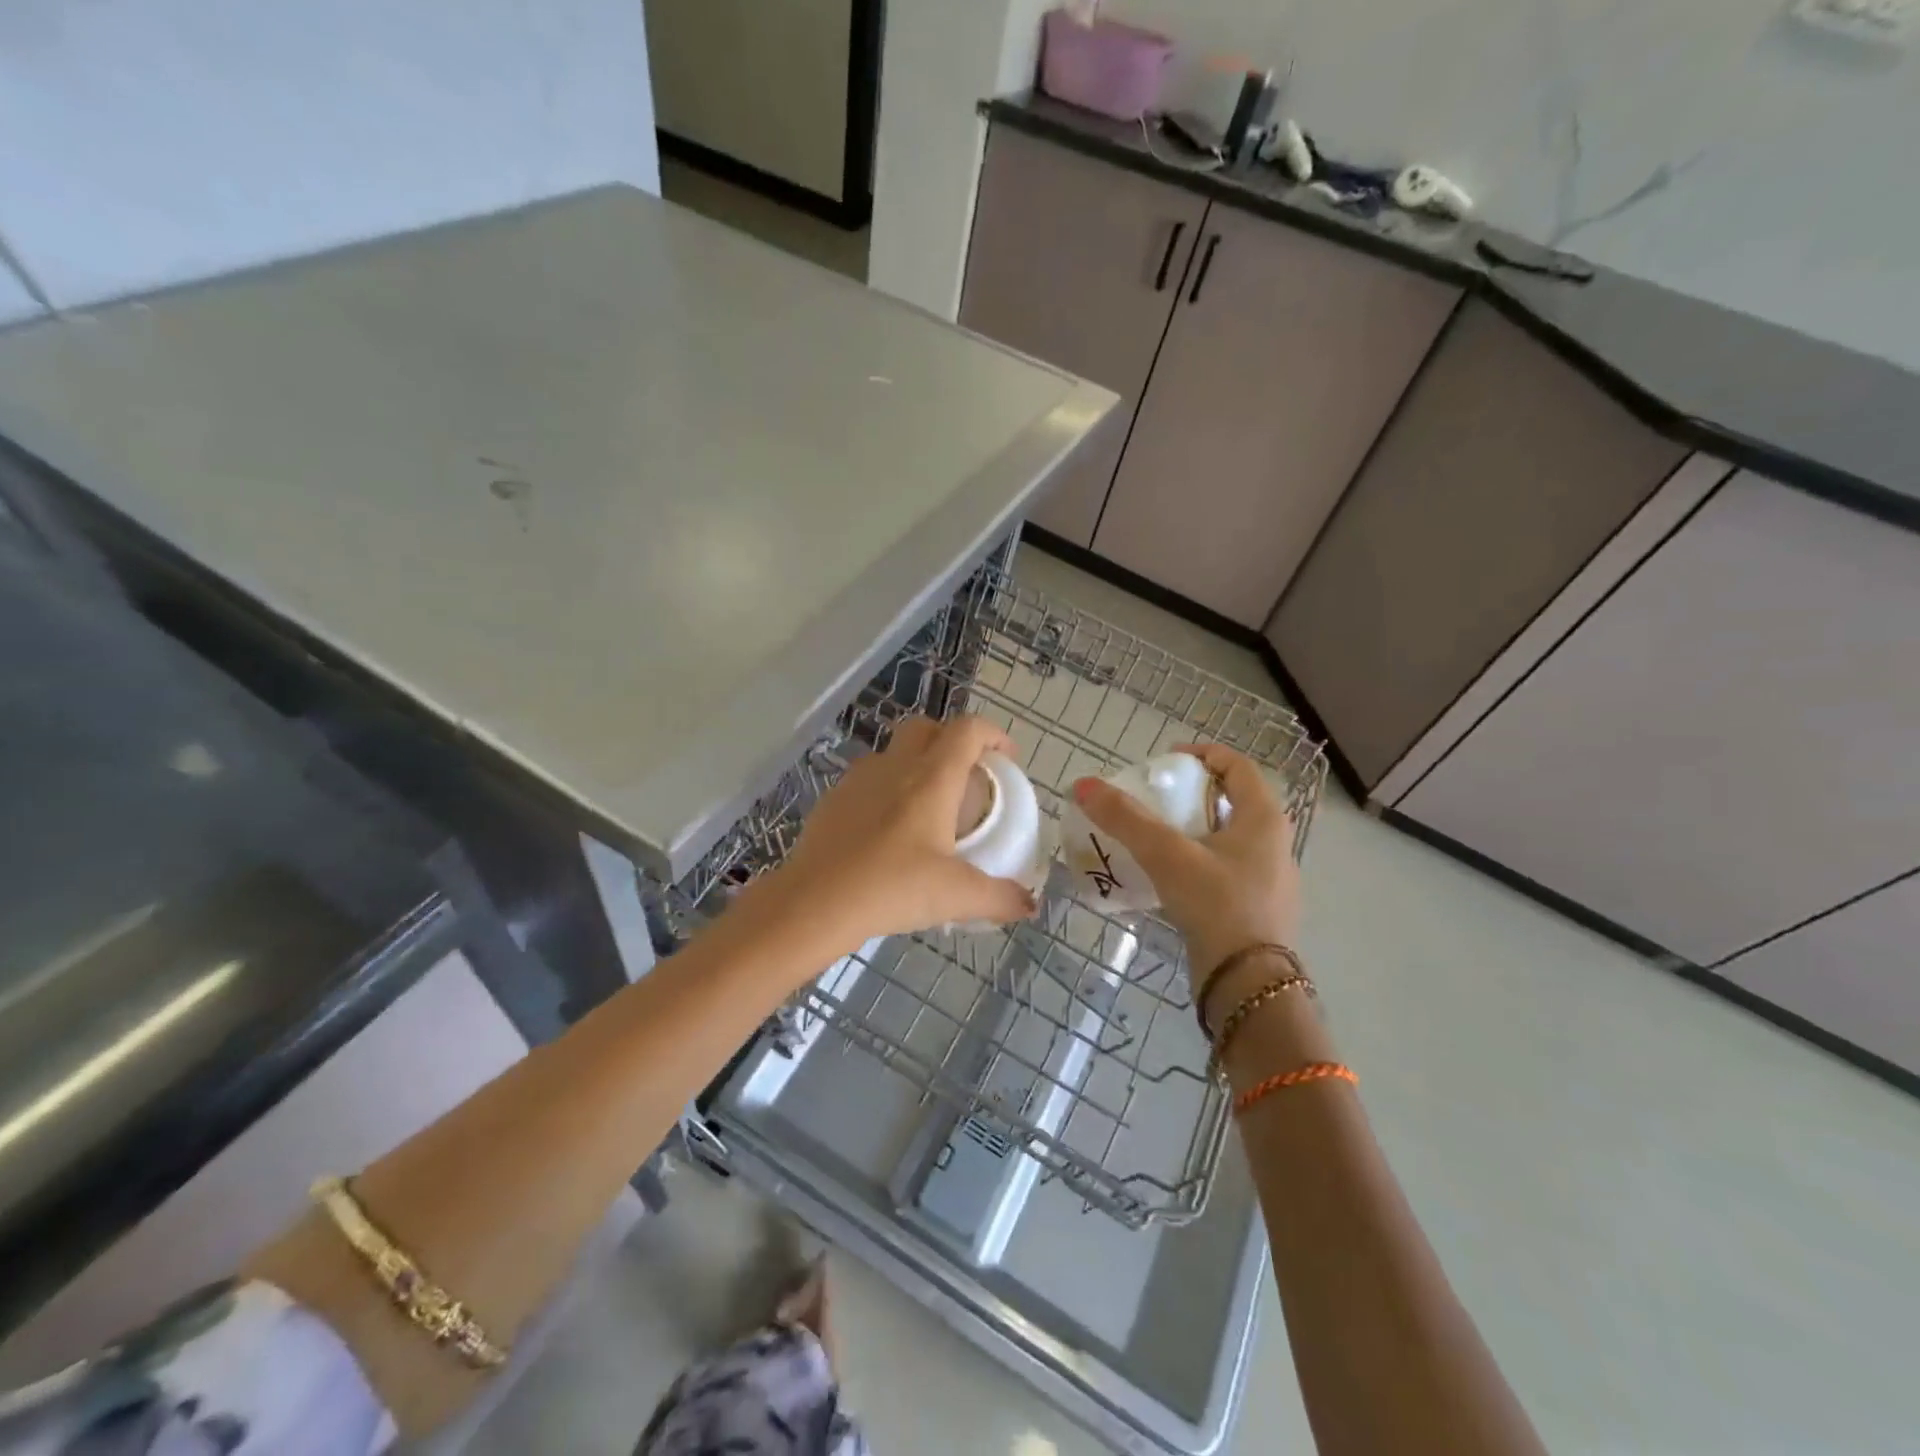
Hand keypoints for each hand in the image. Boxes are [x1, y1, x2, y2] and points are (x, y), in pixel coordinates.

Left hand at [767, 716, 1038, 955]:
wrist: (814, 901)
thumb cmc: (892, 887)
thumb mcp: (956, 896)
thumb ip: (999, 898)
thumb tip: (1030, 905)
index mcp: (932, 778)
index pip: (967, 730)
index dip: (992, 735)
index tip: (1006, 758)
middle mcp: (896, 766)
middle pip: (927, 727)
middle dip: (952, 740)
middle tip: (967, 776)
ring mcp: (859, 779)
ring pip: (894, 751)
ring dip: (917, 762)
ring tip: (928, 804)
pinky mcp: (834, 799)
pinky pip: (869, 778)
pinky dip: (887, 788)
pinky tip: (889, 829)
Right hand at [1071, 743, 1299, 979]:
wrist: (1249, 983)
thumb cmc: (1217, 904)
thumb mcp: (1166, 855)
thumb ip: (1125, 818)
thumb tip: (1083, 785)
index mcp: (1264, 818)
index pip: (1238, 766)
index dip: (1202, 754)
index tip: (1166, 760)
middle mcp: (1275, 842)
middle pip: (1233, 801)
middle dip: (1193, 794)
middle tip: (1155, 799)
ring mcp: (1270, 879)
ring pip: (1229, 838)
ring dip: (1194, 829)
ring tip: (1156, 838)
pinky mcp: (1258, 909)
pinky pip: (1226, 869)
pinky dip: (1199, 861)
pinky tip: (1170, 879)